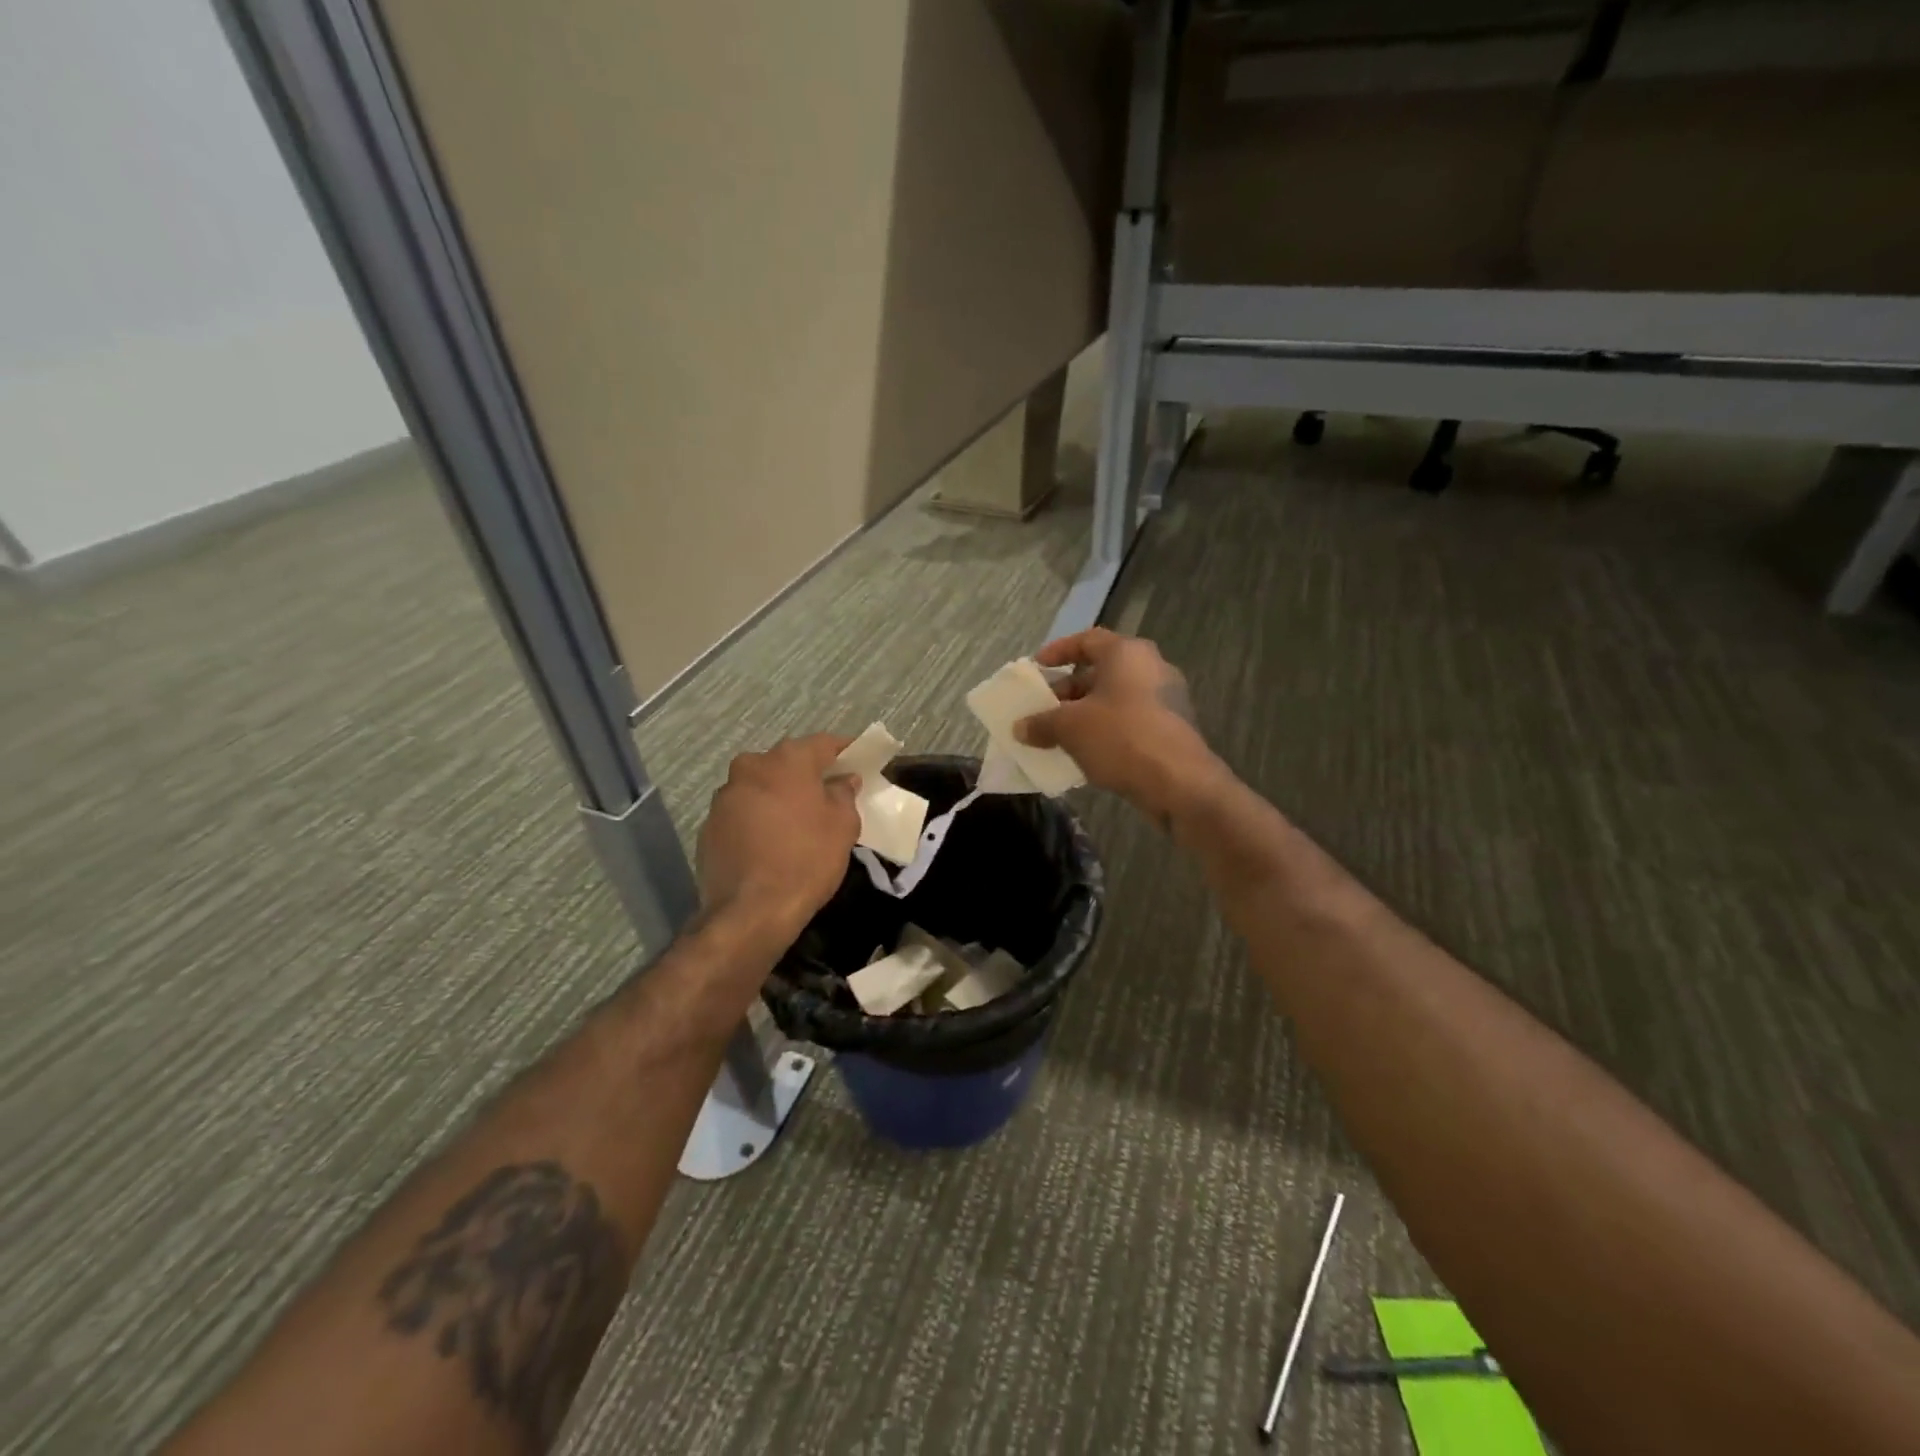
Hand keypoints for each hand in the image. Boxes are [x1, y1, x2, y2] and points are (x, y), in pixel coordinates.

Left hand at [697, 734, 860, 941]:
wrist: (750, 911)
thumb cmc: (807, 860)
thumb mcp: (843, 826)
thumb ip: (844, 794)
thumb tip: (843, 781)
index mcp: (786, 760)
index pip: (823, 743)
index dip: (844, 750)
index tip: (858, 760)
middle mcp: (750, 767)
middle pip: (787, 762)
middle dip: (808, 774)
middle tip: (828, 794)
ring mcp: (724, 796)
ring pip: (761, 786)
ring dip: (779, 796)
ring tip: (797, 821)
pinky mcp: (709, 825)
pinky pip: (743, 812)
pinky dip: (758, 819)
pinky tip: (771, 843)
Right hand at [1016, 628, 1227, 824]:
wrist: (1179, 782)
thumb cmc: (1121, 738)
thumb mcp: (1070, 728)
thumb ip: (1041, 723)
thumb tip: (1020, 728)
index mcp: (1127, 653)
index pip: (1087, 640)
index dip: (1059, 651)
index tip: (1037, 667)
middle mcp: (1151, 667)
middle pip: (1101, 671)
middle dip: (1069, 690)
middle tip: (1044, 709)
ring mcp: (1166, 698)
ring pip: (1115, 698)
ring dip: (1086, 713)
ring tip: (1059, 734)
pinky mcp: (1172, 728)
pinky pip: (1130, 720)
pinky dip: (1106, 730)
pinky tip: (1087, 752)